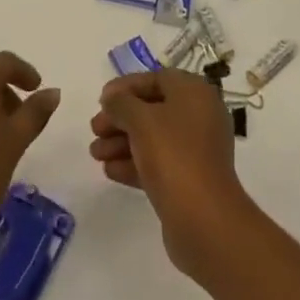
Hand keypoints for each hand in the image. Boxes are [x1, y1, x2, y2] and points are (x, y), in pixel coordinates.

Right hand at [89, 70, 250, 279]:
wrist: (204, 220)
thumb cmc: (173, 155)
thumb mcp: (140, 119)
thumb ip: (121, 103)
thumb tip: (112, 99)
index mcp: (195, 93)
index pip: (156, 79)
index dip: (126, 87)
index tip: (102, 99)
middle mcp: (199, 117)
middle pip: (152, 109)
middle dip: (120, 118)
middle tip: (95, 129)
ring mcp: (195, 150)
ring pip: (152, 138)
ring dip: (121, 142)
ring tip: (95, 154)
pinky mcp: (188, 180)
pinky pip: (157, 163)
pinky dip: (133, 163)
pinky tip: (109, 171)